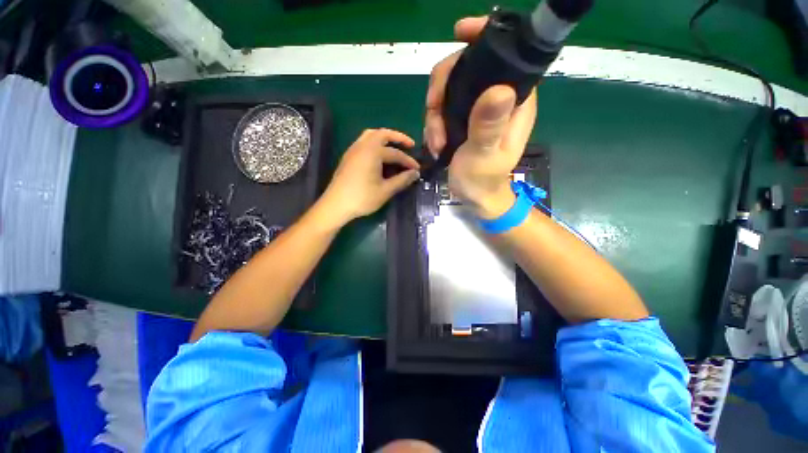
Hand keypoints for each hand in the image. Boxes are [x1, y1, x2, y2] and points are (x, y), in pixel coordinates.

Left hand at [320, 128, 419, 225]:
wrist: (336, 205)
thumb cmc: (362, 198)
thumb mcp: (385, 191)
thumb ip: (402, 180)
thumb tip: (415, 173)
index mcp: (373, 152)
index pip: (396, 154)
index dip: (408, 162)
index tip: (417, 169)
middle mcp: (362, 146)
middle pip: (382, 134)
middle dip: (398, 137)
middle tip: (410, 145)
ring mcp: (353, 150)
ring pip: (371, 135)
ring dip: (385, 137)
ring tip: (395, 146)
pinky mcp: (348, 157)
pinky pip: (363, 142)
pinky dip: (375, 143)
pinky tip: (379, 155)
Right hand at [424, 16, 537, 218]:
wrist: (474, 197)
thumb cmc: (483, 180)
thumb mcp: (484, 155)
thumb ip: (488, 126)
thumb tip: (497, 88)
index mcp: (514, 101)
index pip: (505, 56)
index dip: (483, 38)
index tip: (459, 33)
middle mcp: (497, 99)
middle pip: (466, 70)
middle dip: (443, 90)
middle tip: (432, 114)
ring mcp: (477, 109)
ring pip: (449, 91)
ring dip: (434, 114)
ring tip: (436, 142)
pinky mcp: (463, 120)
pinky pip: (442, 109)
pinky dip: (433, 124)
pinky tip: (435, 143)